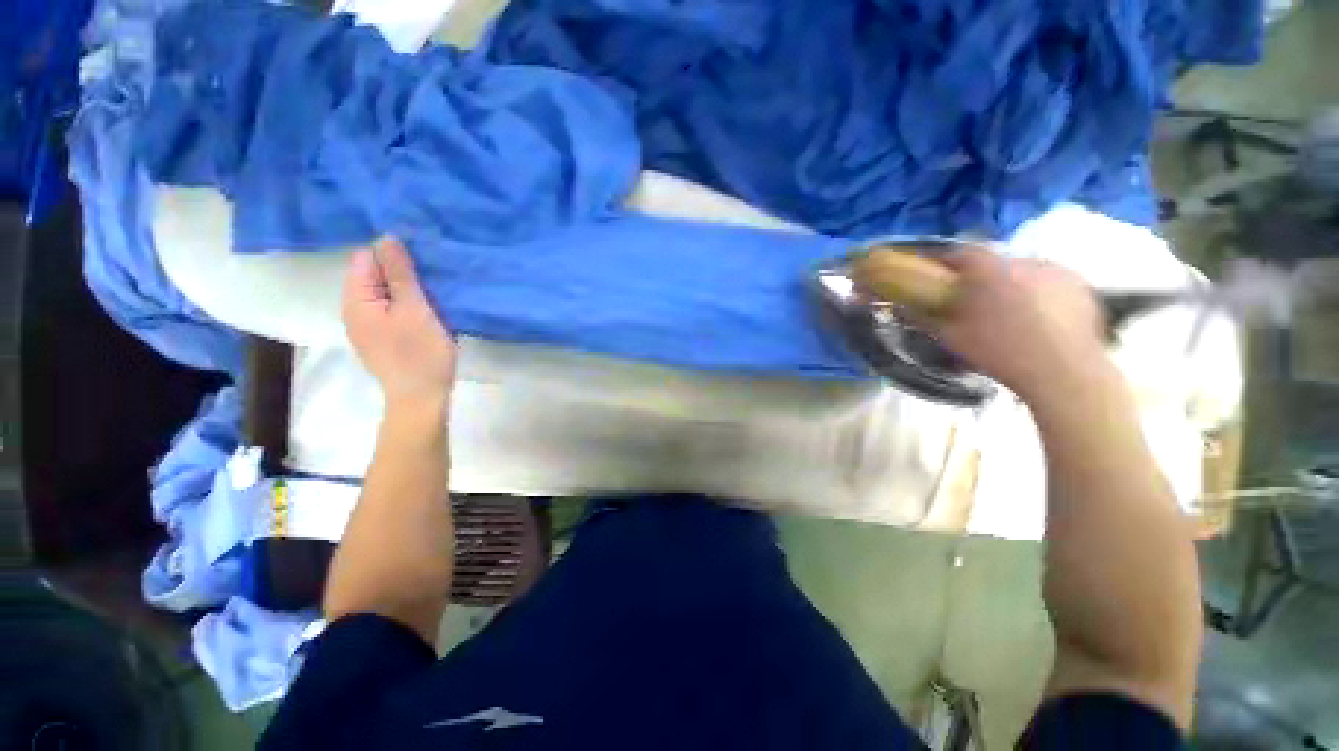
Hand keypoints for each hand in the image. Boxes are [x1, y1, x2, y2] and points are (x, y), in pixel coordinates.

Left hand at [341, 236, 456, 406]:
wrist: (422, 398)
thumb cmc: (420, 353)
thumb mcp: (414, 309)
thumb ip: (400, 274)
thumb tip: (387, 237)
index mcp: (356, 300)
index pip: (366, 259)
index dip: (393, 255)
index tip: (423, 260)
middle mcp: (354, 310)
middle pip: (373, 276)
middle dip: (401, 271)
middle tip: (433, 275)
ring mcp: (368, 326)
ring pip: (385, 294)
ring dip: (407, 289)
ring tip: (434, 289)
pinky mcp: (383, 338)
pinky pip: (391, 310)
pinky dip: (407, 304)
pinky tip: (427, 309)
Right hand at [928, 250, 1109, 401]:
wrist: (1064, 372)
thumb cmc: (1000, 353)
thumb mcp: (952, 338)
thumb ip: (925, 318)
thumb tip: (903, 307)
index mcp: (990, 271)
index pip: (962, 253)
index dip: (947, 262)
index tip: (939, 275)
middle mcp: (1025, 261)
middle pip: (995, 262)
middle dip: (983, 277)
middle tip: (976, 301)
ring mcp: (1058, 271)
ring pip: (1025, 271)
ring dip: (1013, 284)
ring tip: (1011, 313)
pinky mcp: (1081, 285)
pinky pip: (1051, 282)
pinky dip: (1041, 293)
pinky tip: (1039, 319)